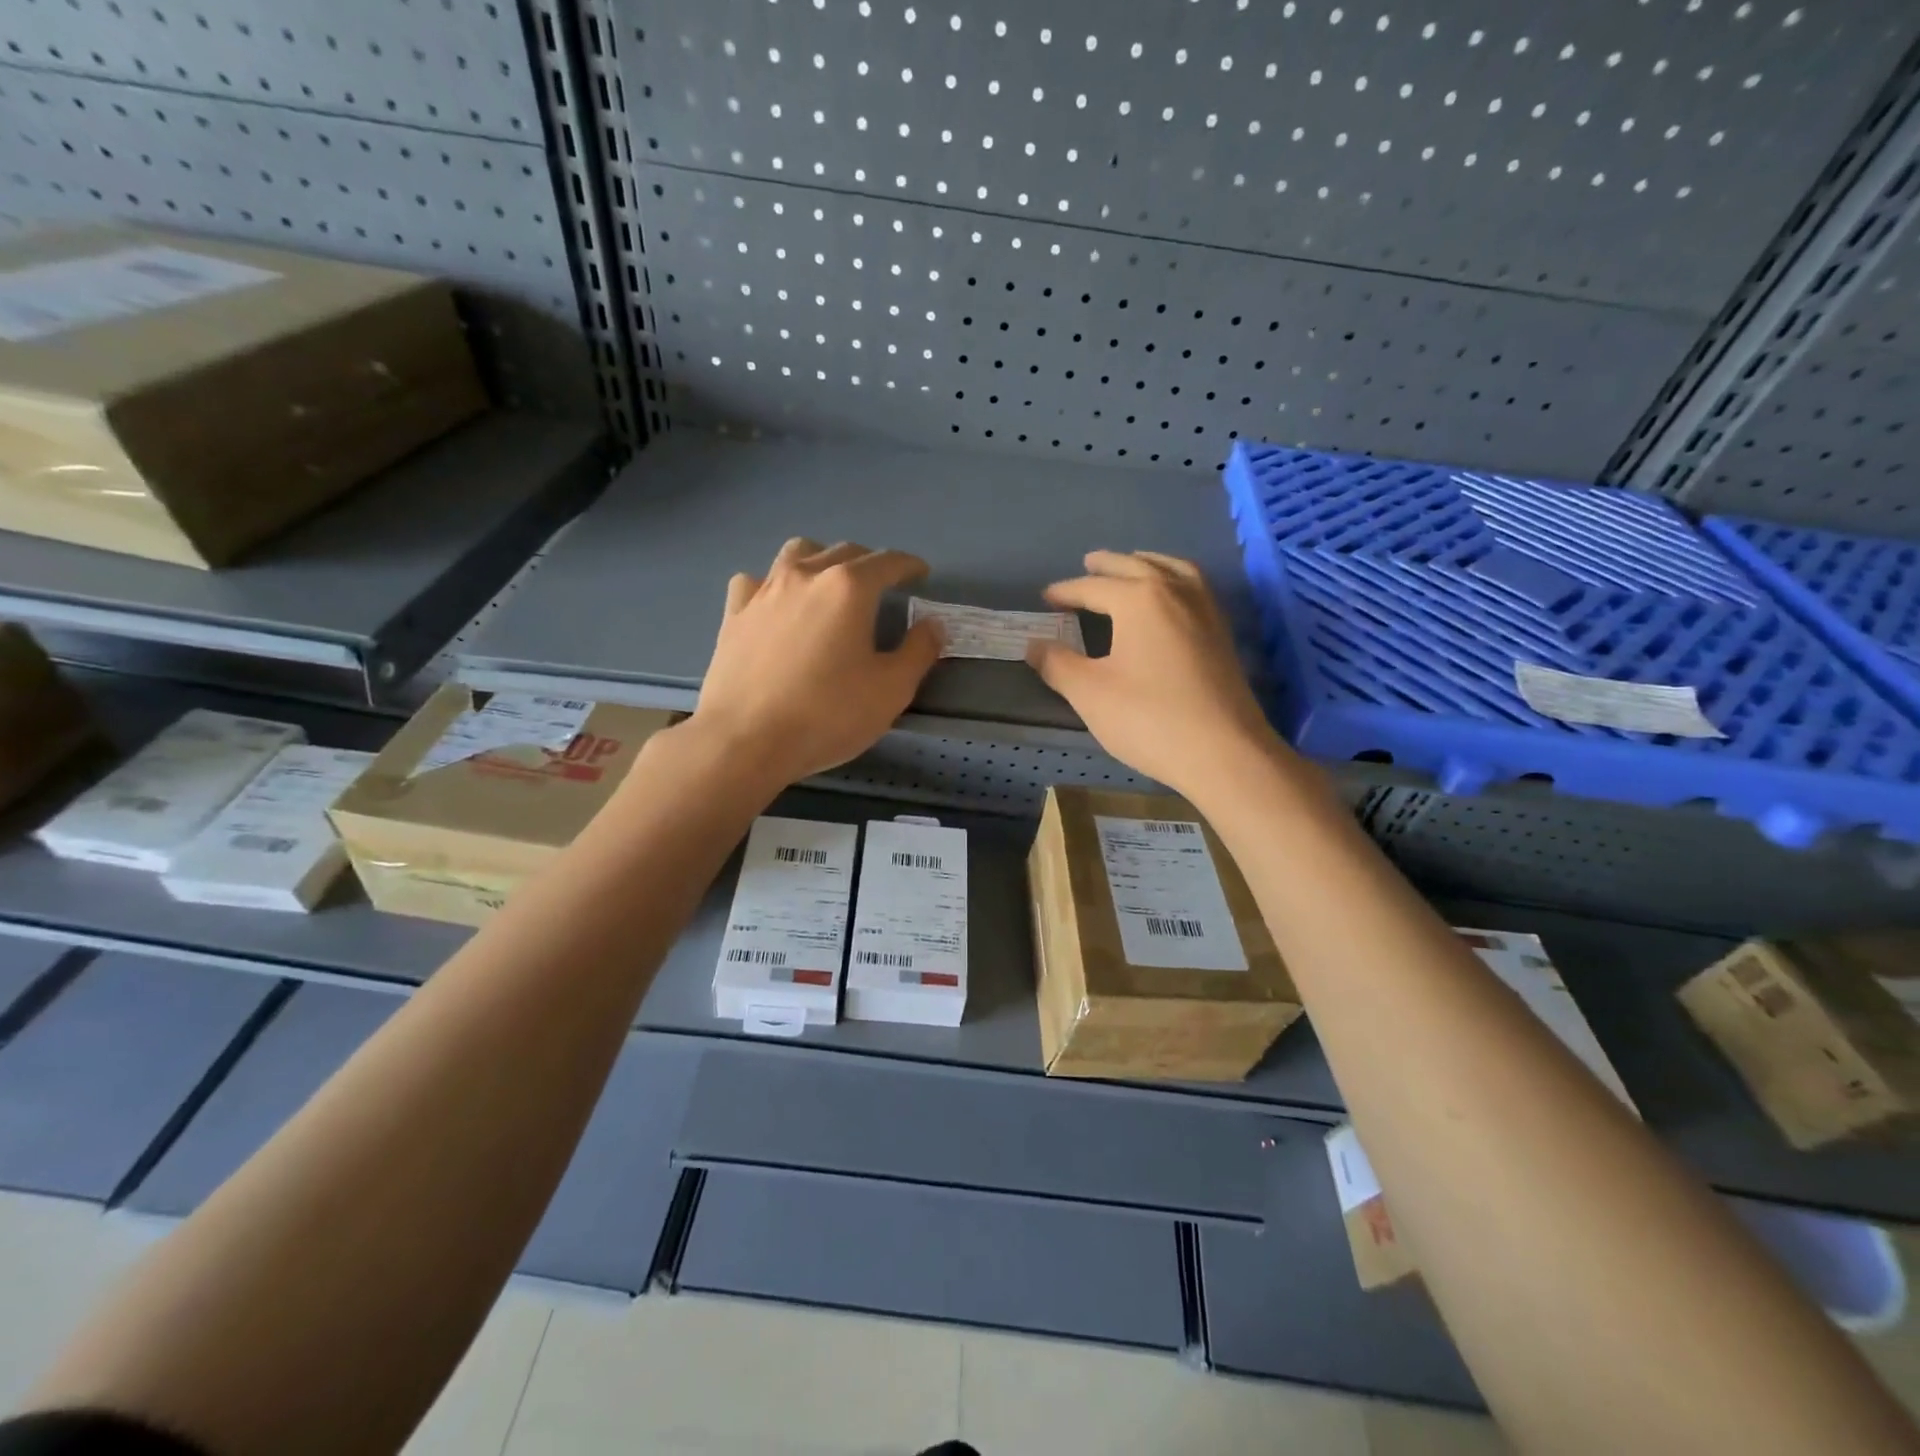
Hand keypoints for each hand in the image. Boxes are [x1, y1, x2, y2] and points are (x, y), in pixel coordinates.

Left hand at [688, 538, 942, 786]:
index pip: (887, 562)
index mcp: (848, 588)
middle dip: (869, 562)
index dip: (909, 565)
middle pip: (844, 552)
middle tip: (882, 584)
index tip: (921, 573)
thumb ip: (919, 651)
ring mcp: (764, 591)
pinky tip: (776, 605)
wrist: (745, 740)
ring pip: (797, 553)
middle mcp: (806, 576)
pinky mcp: (734, 613)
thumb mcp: (891, 690)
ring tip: (829, 583)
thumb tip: (932, 625)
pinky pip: (756, 582)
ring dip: (821, 559)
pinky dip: (773, 585)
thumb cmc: (827, 715)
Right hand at [1027, 551, 1285, 799]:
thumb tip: (1033, 645)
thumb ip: (1058, 664)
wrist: (1224, 752)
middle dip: (1108, 565)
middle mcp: (1175, 592)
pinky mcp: (1222, 634)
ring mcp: (1205, 610)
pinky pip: (1194, 588)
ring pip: (1174, 570)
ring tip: (1133, 566)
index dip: (1066, 592)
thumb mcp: (1090, 694)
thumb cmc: (1149, 719)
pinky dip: (1175, 580)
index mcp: (1139, 599)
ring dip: (1147, 563)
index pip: (1093, 587)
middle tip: (1088, 562)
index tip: (1046, 598)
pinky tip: (1169, 600)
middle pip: (1136, 567)